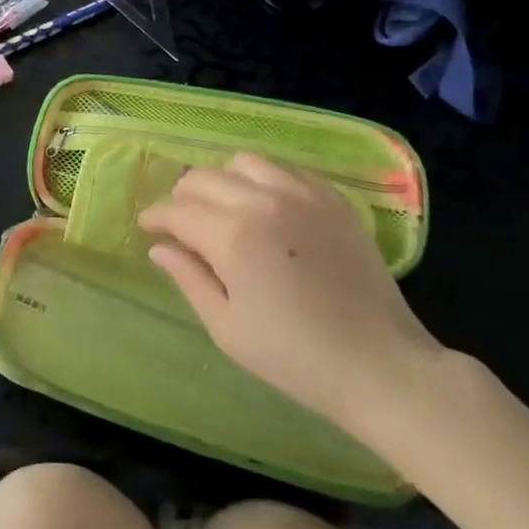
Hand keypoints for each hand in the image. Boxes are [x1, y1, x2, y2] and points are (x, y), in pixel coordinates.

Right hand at [137, 153, 443, 437]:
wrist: (380, 365)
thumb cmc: (294, 357)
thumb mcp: (227, 328)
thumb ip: (189, 278)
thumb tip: (159, 247)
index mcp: (233, 236)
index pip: (177, 210)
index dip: (155, 217)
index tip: (148, 227)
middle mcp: (264, 201)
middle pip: (204, 178)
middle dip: (183, 197)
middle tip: (182, 223)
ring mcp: (303, 194)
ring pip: (243, 162)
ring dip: (223, 181)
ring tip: (225, 209)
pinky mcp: (333, 198)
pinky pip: (285, 169)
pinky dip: (264, 180)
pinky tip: (267, 207)